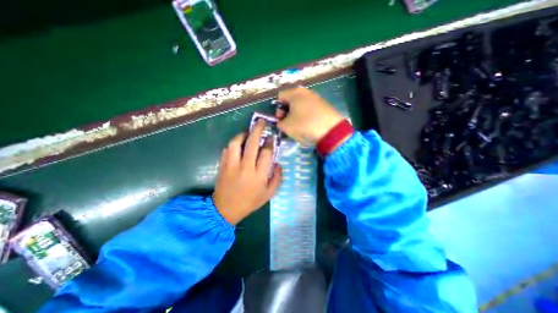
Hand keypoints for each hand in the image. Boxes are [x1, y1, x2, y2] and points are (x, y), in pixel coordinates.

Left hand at [214, 120, 282, 224]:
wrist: (226, 208)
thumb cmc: (250, 201)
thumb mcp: (269, 194)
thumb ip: (277, 178)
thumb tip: (278, 163)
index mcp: (258, 175)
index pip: (265, 153)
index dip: (269, 143)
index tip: (271, 137)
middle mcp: (245, 168)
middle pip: (252, 144)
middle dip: (257, 130)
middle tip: (261, 122)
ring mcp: (231, 165)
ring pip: (236, 143)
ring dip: (242, 134)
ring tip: (247, 132)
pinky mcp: (222, 165)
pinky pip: (227, 149)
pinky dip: (233, 143)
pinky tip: (238, 143)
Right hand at [274, 85, 344, 143]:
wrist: (330, 130)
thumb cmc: (304, 125)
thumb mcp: (286, 126)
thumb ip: (279, 123)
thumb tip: (281, 121)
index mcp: (295, 93)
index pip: (280, 97)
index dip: (277, 109)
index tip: (280, 120)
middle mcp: (306, 92)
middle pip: (291, 100)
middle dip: (287, 112)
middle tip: (288, 123)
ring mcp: (316, 98)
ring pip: (300, 105)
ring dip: (296, 115)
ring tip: (298, 126)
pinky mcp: (324, 105)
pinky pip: (310, 109)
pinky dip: (306, 116)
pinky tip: (309, 125)